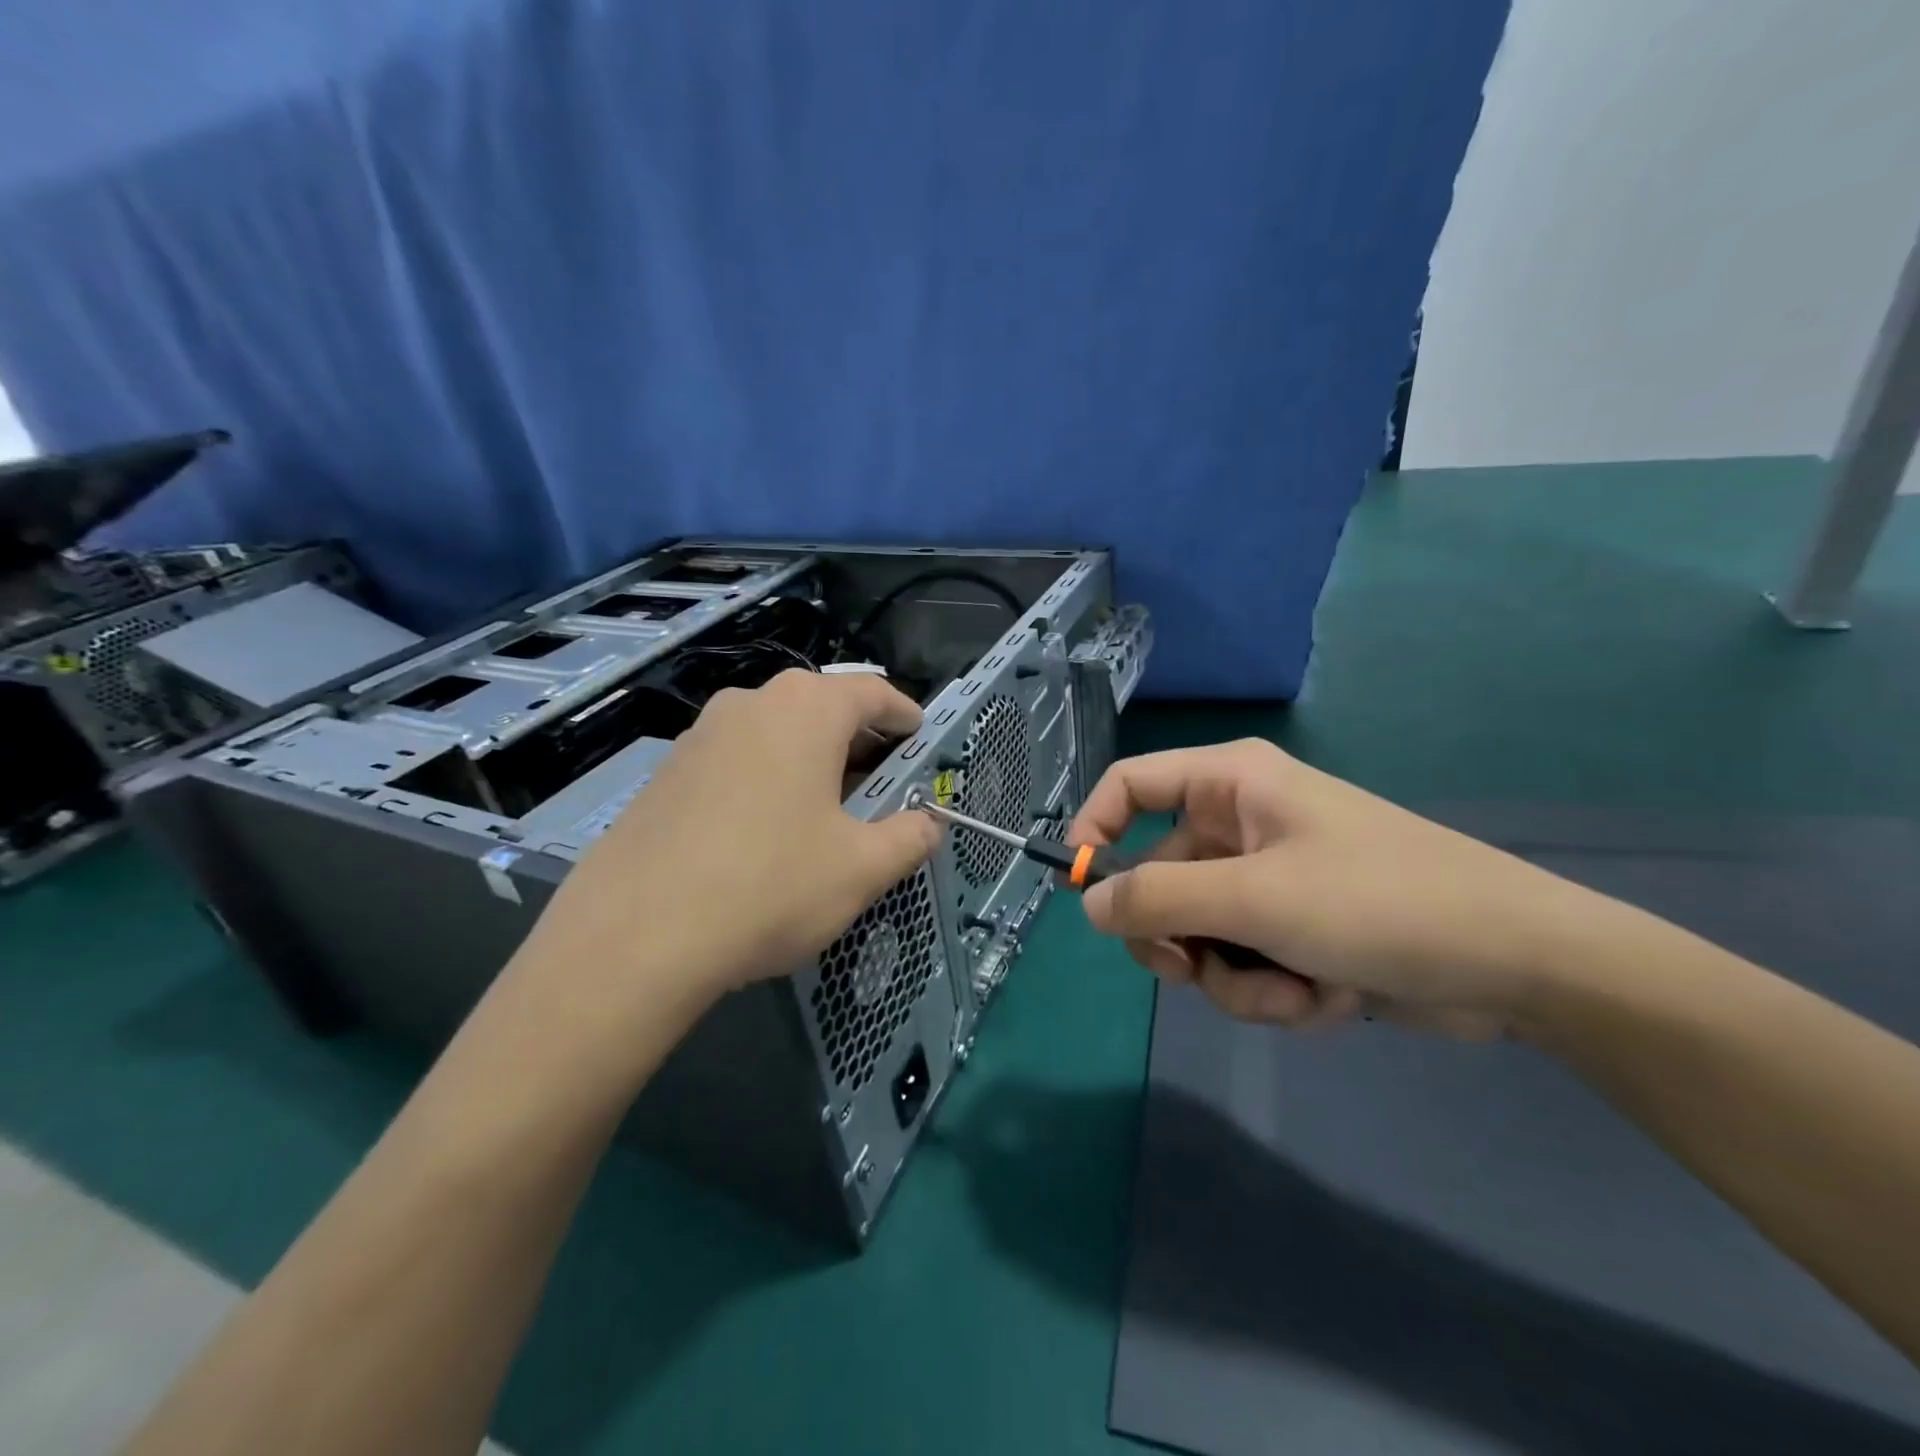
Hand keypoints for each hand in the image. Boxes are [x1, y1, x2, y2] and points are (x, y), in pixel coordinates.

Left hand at [517, 670, 942, 1010]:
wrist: (634, 937)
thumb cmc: (770, 886)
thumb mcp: (861, 868)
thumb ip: (910, 838)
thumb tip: (929, 825)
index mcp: (806, 710)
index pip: (872, 693)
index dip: (905, 715)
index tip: (921, 738)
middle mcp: (750, 703)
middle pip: (821, 707)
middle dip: (859, 740)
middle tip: (882, 782)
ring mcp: (700, 734)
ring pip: (775, 732)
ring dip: (810, 759)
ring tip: (827, 808)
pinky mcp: (666, 771)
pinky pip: (736, 759)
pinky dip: (767, 777)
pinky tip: (766, 830)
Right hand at [1069, 740, 1625, 1034]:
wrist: (1520, 964)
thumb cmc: (1379, 901)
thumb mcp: (1255, 899)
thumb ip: (1157, 899)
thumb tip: (1088, 903)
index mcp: (1230, 784)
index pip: (1130, 784)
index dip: (1094, 829)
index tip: (1083, 891)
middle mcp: (1242, 824)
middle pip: (1158, 875)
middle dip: (1178, 937)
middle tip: (1190, 972)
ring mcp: (1269, 879)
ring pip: (1201, 932)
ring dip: (1235, 977)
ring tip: (1292, 993)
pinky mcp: (1295, 928)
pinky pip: (1244, 960)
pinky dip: (1272, 990)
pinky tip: (1326, 1000)